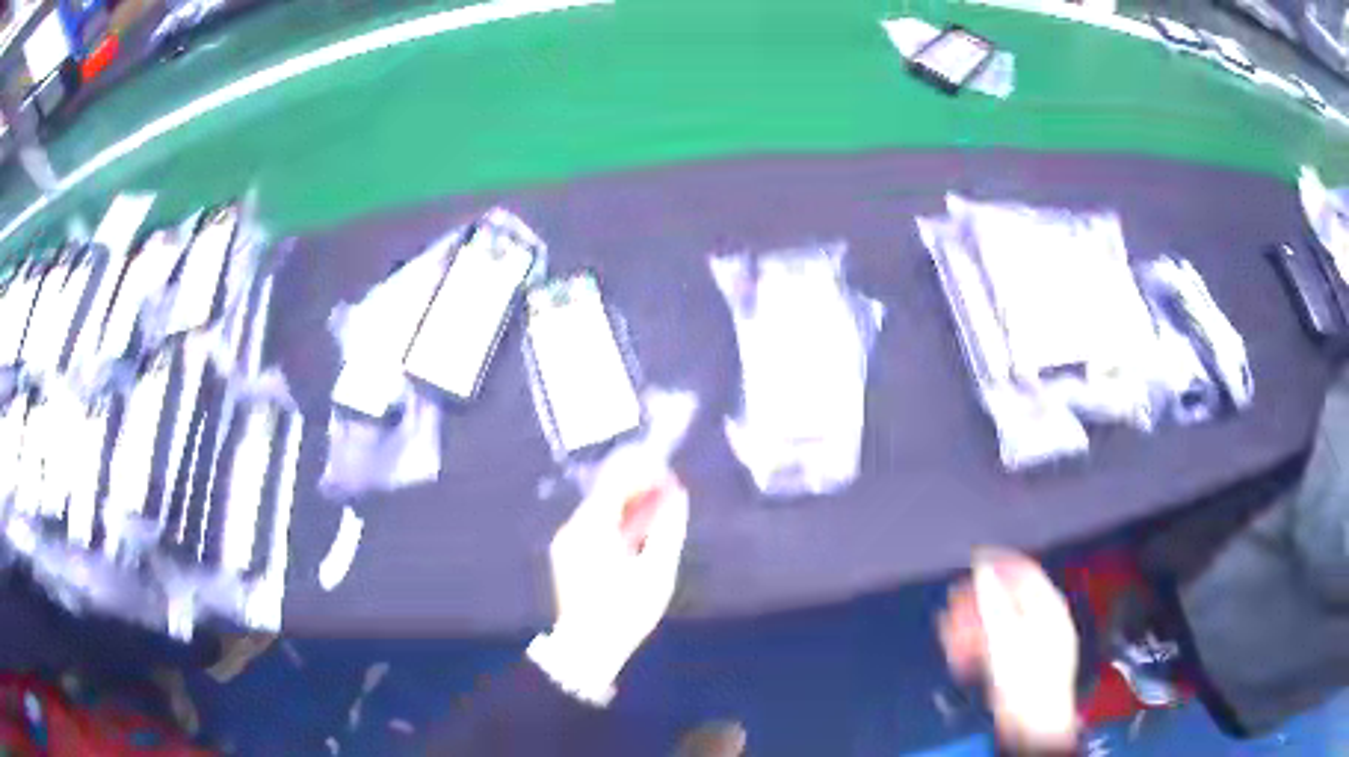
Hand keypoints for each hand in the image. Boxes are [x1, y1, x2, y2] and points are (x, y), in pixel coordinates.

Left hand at [528, 470, 689, 704]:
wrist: (587, 648)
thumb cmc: (625, 611)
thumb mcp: (657, 572)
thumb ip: (668, 529)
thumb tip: (677, 496)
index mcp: (592, 528)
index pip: (615, 483)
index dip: (643, 474)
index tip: (669, 475)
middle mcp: (572, 528)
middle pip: (606, 496)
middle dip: (637, 491)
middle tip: (668, 496)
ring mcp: (565, 543)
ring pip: (599, 513)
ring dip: (628, 509)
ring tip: (656, 517)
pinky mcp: (566, 557)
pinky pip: (593, 529)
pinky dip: (615, 525)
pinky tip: (634, 539)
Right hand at [939, 548, 1079, 751]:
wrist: (1033, 721)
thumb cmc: (1028, 679)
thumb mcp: (1007, 636)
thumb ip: (995, 601)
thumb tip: (984, 569)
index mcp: (1049, 607)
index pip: (1025, 571)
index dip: (999, 562)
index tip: (975, 557)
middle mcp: (1044, 620)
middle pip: (1008, 599)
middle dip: (978, 600)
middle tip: (954, 600)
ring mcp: (1032, 643)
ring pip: (998, 624)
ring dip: (973, 625)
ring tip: (950, 630)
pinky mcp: (1019, 664)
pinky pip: (996, 645)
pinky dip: (977, 645)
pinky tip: (960, 652)